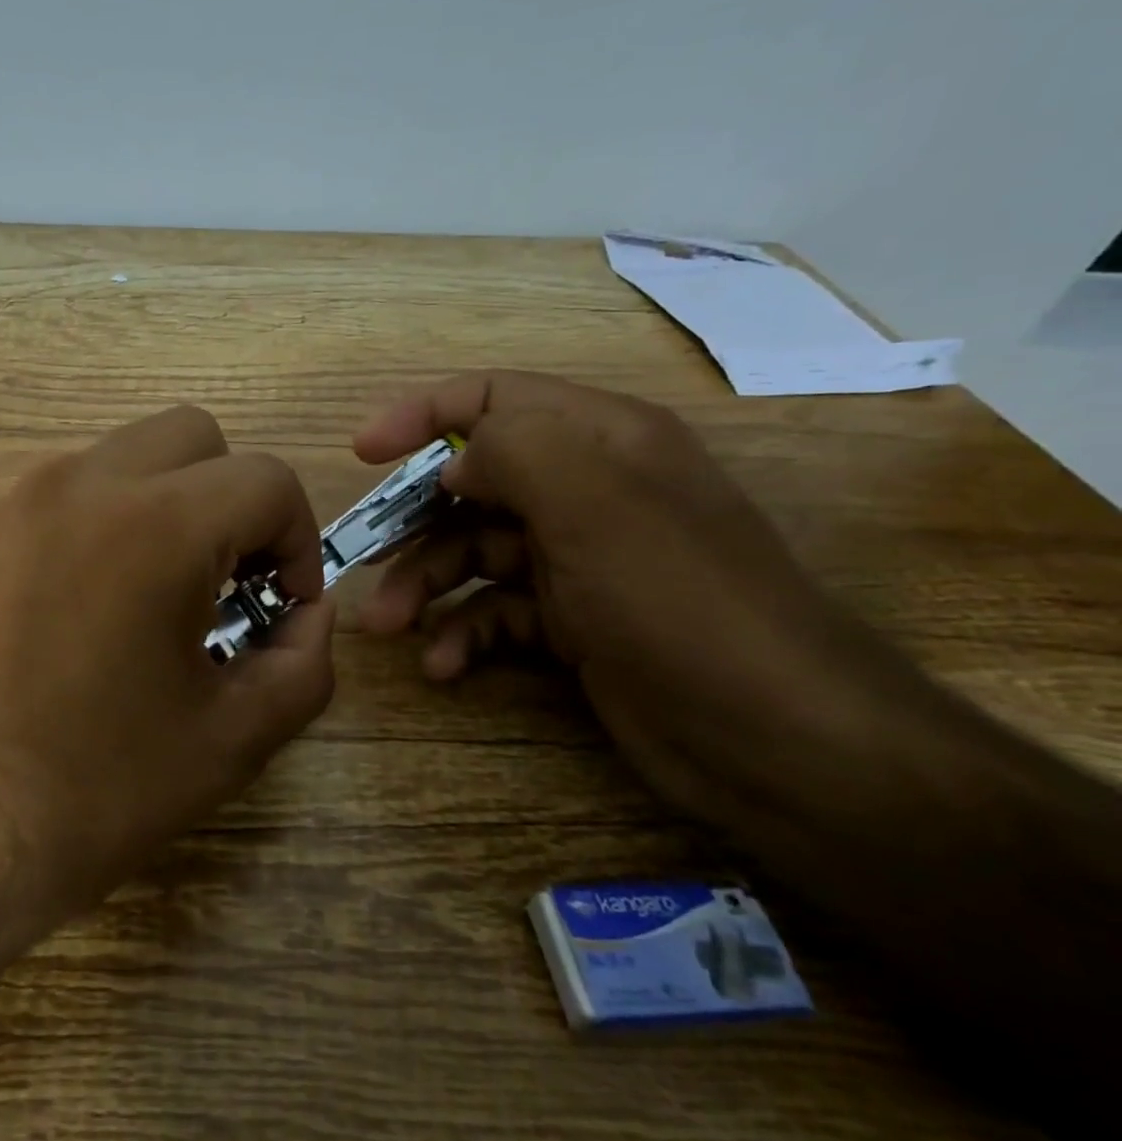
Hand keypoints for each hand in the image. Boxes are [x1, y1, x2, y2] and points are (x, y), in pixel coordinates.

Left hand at [0, 405, 336, 925]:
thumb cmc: (96, 790)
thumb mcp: (231, 738)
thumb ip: (303, 662)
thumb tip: (311, 614)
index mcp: (154, 525)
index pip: (265, 480)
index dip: (298, 540)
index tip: (284, 608)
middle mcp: (83, 482)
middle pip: (197, 437)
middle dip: (236, 500)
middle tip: (233, 584)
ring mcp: (24, 499)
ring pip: (133, 453)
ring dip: (176, 501)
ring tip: (171, 594)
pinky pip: (79, 487)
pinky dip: (118, 515)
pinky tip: (108, 601)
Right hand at [353, 370, 932, 825]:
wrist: (777, 741)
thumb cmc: (678, 602)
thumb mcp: (594, 504)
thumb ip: (513, 451)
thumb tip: (453, 466)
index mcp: (599, 441)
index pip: (494, 399)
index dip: (421, 415)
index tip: (364, 453)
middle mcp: (587, 491)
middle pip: (471, 484)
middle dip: (412, 523)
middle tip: (363, 561)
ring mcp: (578, 560)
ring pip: (473, 553)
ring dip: (424, 586)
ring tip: (388, 626)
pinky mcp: (573, 623)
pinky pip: (496, 612)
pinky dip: (463, 633)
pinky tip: (443, 665)